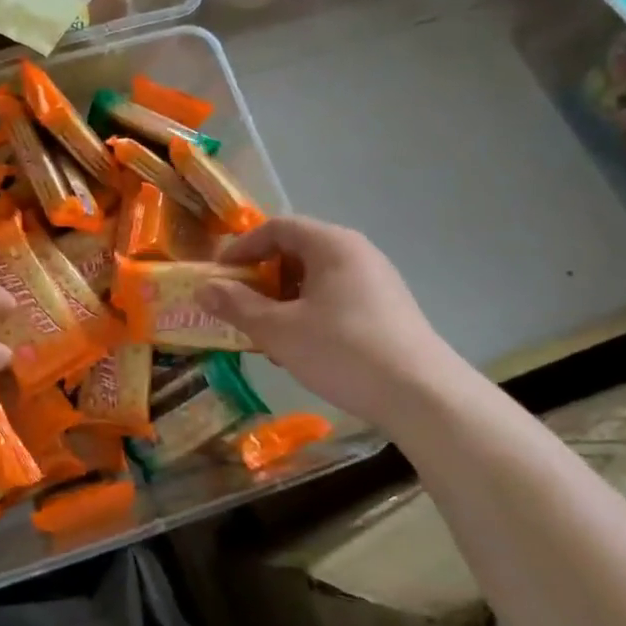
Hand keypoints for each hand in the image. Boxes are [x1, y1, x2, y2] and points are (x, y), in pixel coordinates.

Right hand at [200, 216, 471, 427]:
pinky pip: (336, 298)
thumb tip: (202, 288)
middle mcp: (356, 252)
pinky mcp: (388, 310)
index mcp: (331, 244)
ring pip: (315, 279)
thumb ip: (237, 305)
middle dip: (261, 278)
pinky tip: (303, 349)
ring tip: (268, 335)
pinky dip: (309, 313)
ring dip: (283, 300)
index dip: (241, 248)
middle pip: (296, 251)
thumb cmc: (342, 351)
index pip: (276, 228)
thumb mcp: (278, 330)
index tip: (219, 277)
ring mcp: (377, 281)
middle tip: (239, 308)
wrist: (423, 397)